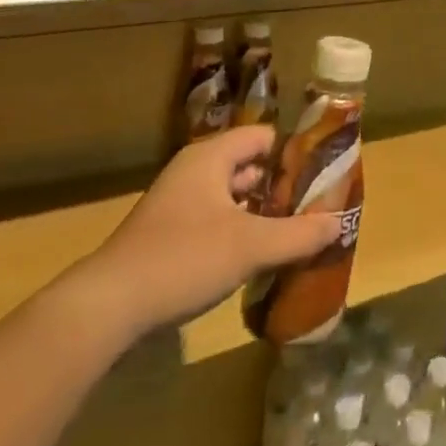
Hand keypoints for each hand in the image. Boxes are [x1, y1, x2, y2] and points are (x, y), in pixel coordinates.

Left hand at [61, 126, 340, 344]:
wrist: (106, 308)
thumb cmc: (183, 259)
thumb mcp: (250, 246)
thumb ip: (299, 234)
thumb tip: (339, 223)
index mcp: (210, 157)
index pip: (264, 137)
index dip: (295, 153)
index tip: (323, 175)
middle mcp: (194, 172)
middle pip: (249, 167)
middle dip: (282, 187)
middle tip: (316, 207)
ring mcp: (178, 205)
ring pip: (233, 198)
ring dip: (261, 213)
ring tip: (296, 234)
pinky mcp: (168, 237)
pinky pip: (216, 222)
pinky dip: (239, 233)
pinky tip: (257, 259)